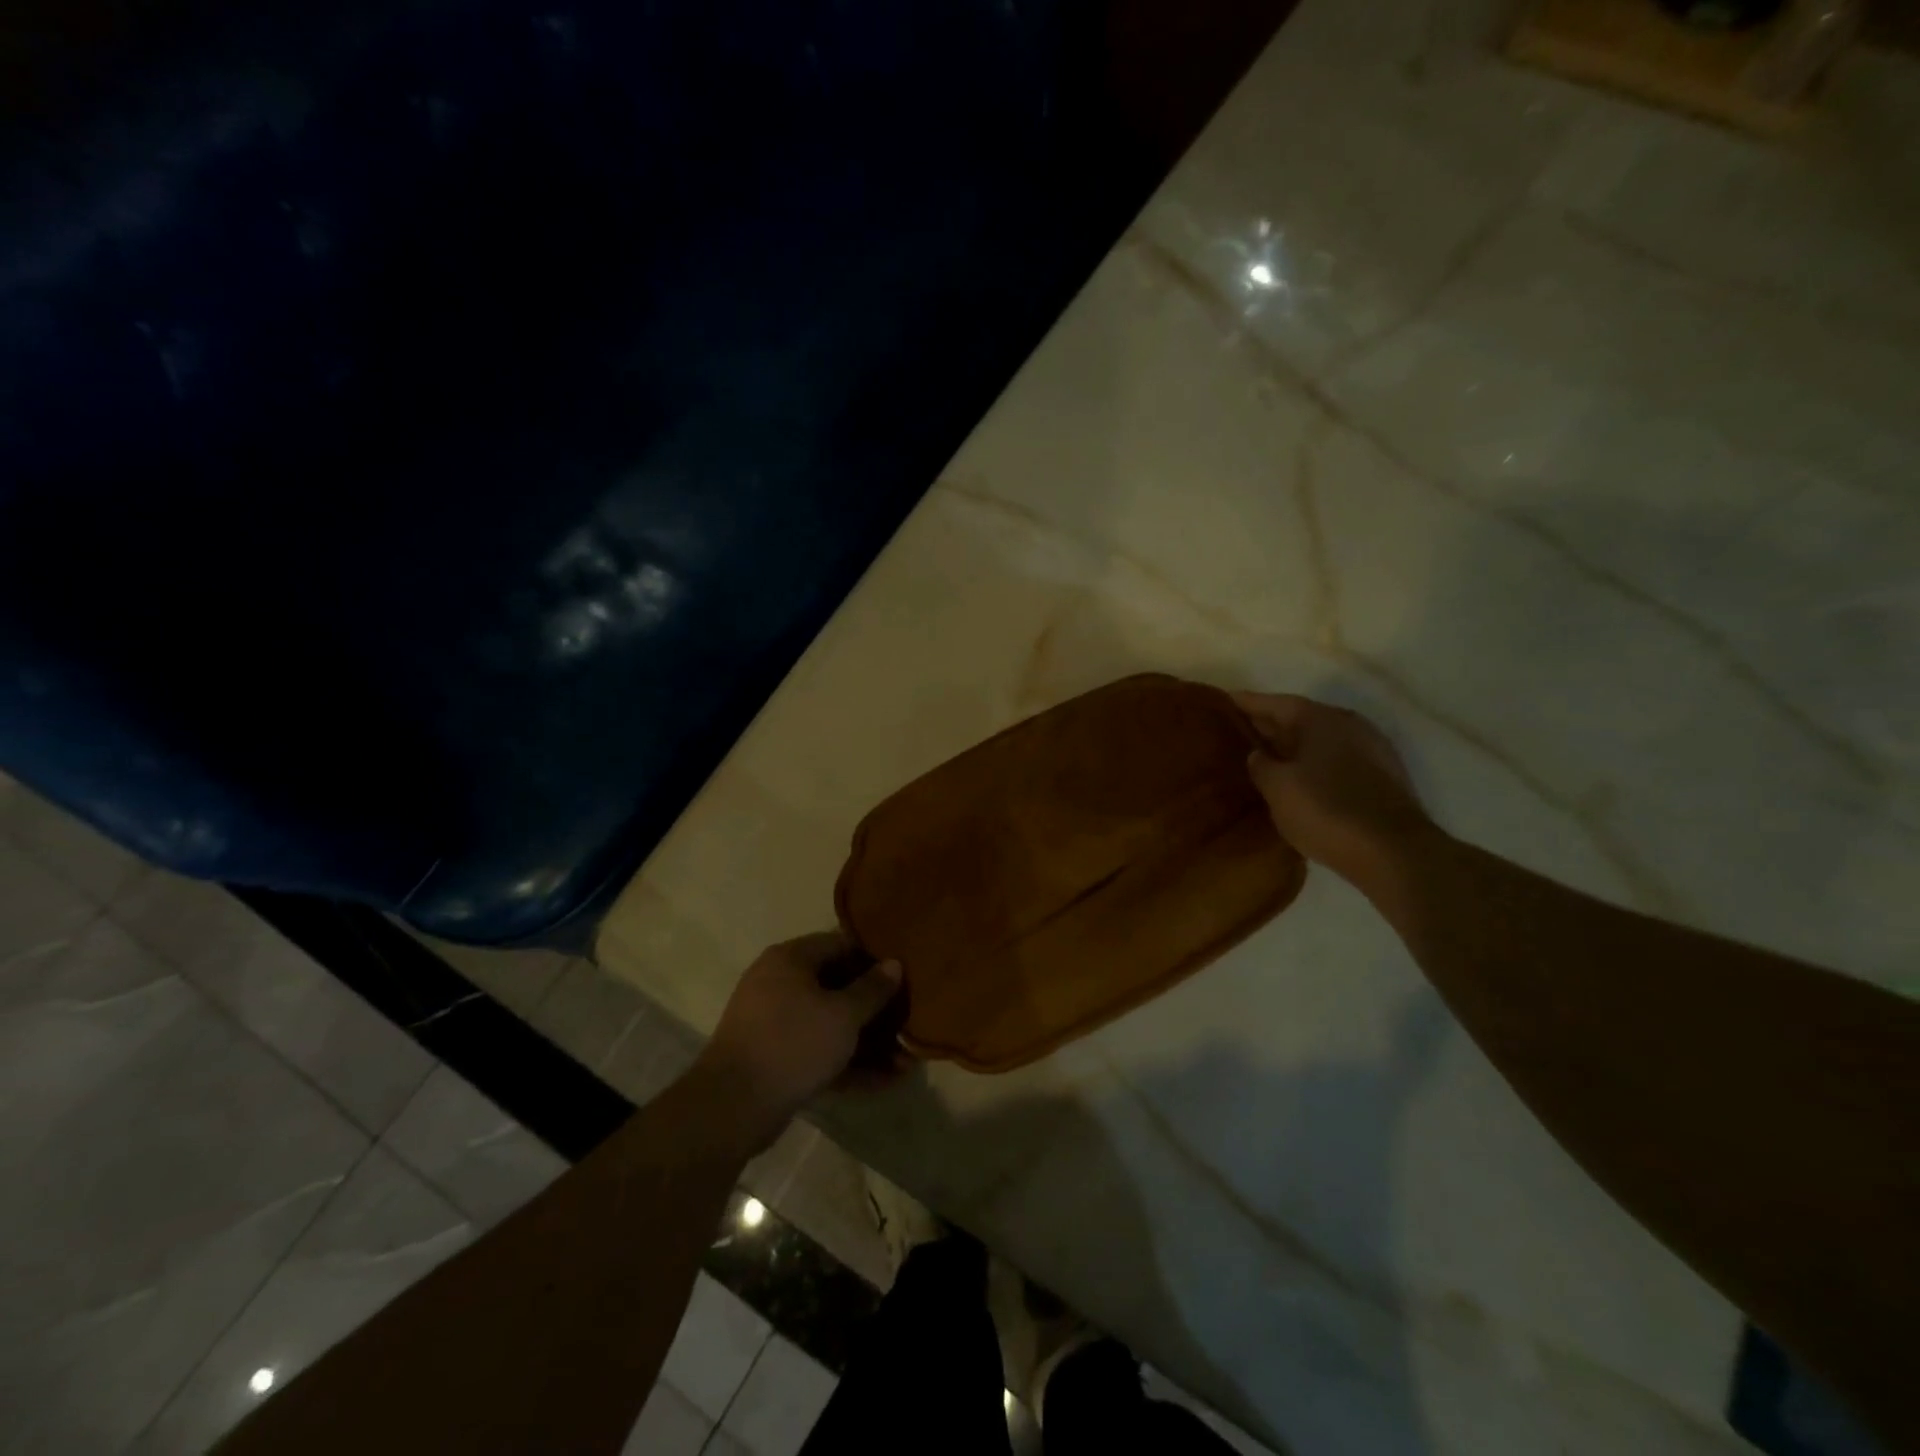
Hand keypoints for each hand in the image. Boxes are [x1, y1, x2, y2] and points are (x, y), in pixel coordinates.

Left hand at [693, 931, 908, 1144]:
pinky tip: (884, 1082)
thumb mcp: (843, 1015)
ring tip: (906, 1060)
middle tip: (908, 1020)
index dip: (874, 958)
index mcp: (790, 959)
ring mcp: (774, 1023)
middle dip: (875, 1009)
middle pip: (837, 987)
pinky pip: (818, 1052)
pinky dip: (847, 1063)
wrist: (731, 1107)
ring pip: (830, 1024)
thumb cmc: (793, 1043)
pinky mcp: (774, 1058)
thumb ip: (872, 989)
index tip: (905, 974)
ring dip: (867, 1042)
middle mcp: (779, 983)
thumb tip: (894, 964)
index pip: (840, 944)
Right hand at [1234, 692, 1435, 889]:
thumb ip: (1261, 765)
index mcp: (1320, 719)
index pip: (1274, 702)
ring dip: (1292, 747)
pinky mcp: (1381, 777)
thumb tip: (1258, 755)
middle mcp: (1348, 725)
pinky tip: (1298, 780)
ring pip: (1319, 740)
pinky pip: (1335, 760)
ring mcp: (1370, 750)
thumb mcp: (1278, 788)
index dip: (1246, 703)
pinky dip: (1313, 764)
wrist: (1394, 852)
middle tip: (1235, 733)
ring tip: (1263, 758)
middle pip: (1299, 718)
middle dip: (1268, 725)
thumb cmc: (1326, 811)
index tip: (1221, 702)